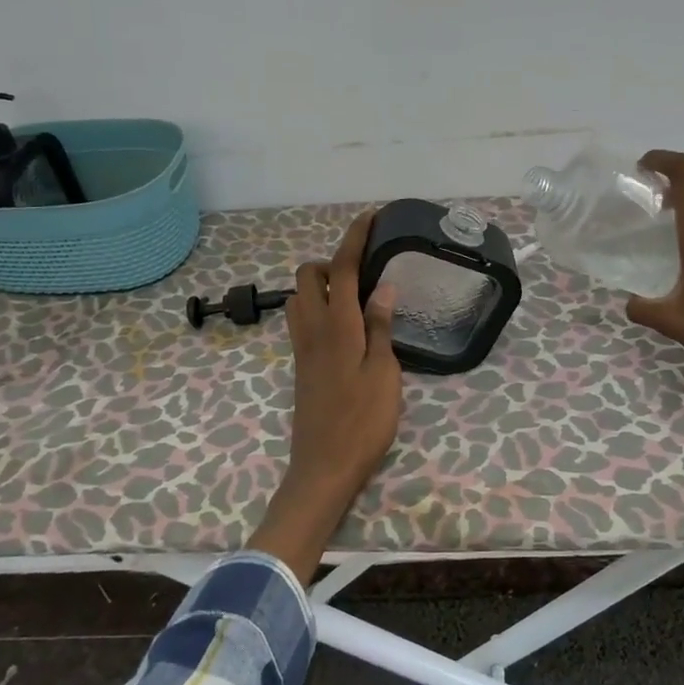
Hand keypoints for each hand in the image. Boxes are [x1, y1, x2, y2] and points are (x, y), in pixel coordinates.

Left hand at [247, 211, 401, 579]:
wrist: (324, 467)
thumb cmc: (363, 421)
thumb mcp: (384, 373)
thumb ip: (380, 327)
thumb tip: (382, 287)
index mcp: (338, 326)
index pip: (343, 268)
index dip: (354, 238)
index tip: (369, 217)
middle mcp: (313, 329)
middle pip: (308, 276)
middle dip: (331, 261)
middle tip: (364, 273)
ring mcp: (303, 348)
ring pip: (299, 297)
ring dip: (322, 285)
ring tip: (356, 298)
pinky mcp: (301, 365)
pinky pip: (303, 320)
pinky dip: (320, 307)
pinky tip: (348, 327)